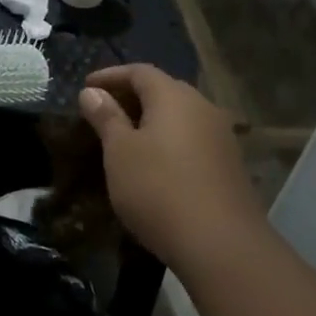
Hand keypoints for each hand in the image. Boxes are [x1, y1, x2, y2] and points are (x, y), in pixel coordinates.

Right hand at [79, 65, 262, 275]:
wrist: (220, 244)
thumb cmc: (158, 189)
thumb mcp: (120, 152)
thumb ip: (106, 118)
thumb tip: (92, 92)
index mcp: (173, 97)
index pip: (139, 71)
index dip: (110, 75)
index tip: (86, 86)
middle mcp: (202, 107)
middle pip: (163, 90)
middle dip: (132, 95)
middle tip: (103, 109)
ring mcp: (221, 136)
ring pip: (180, 116)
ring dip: (152, 119)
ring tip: (125, 136)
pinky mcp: (229, 164)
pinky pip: (192, 138)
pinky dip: (169, 139)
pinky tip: (155, 161)